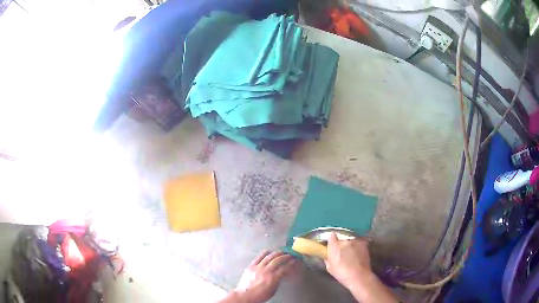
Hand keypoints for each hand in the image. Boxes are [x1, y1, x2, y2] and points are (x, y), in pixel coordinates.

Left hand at [232, 251, 295, 302]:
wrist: (245, 295)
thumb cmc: (260, 295)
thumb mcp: (273, 290)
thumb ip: (278, 281)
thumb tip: (282, 274)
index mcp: (273, 278)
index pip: (285, 268)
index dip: (291, 264)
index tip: (295, 261)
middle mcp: (266, 271)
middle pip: (278, 260)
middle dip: (285, 256)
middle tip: (290, 255)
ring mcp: (258, 267)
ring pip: (269, 257)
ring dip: (276, 253)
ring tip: (281, 252)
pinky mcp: (251, 266)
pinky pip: (258, 257)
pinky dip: (264, 253)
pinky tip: (268, 251)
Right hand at [324, 233, 371, 288]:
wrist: (359, 276)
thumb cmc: (341, 273)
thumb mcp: (329, 267)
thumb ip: (328, 258)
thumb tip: (328, 255)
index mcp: (334, 246)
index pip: (332, 236)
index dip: (332, 240)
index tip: (332, 244)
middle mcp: (345, 241)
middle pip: (342, 239)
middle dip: (341, 245)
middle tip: (342, 253)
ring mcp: (355, 241)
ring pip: (351, 241)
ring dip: (350, 246)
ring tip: (351, 255)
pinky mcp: (364, 244)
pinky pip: (358, 244)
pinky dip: (357, 248)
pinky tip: (358, 255)